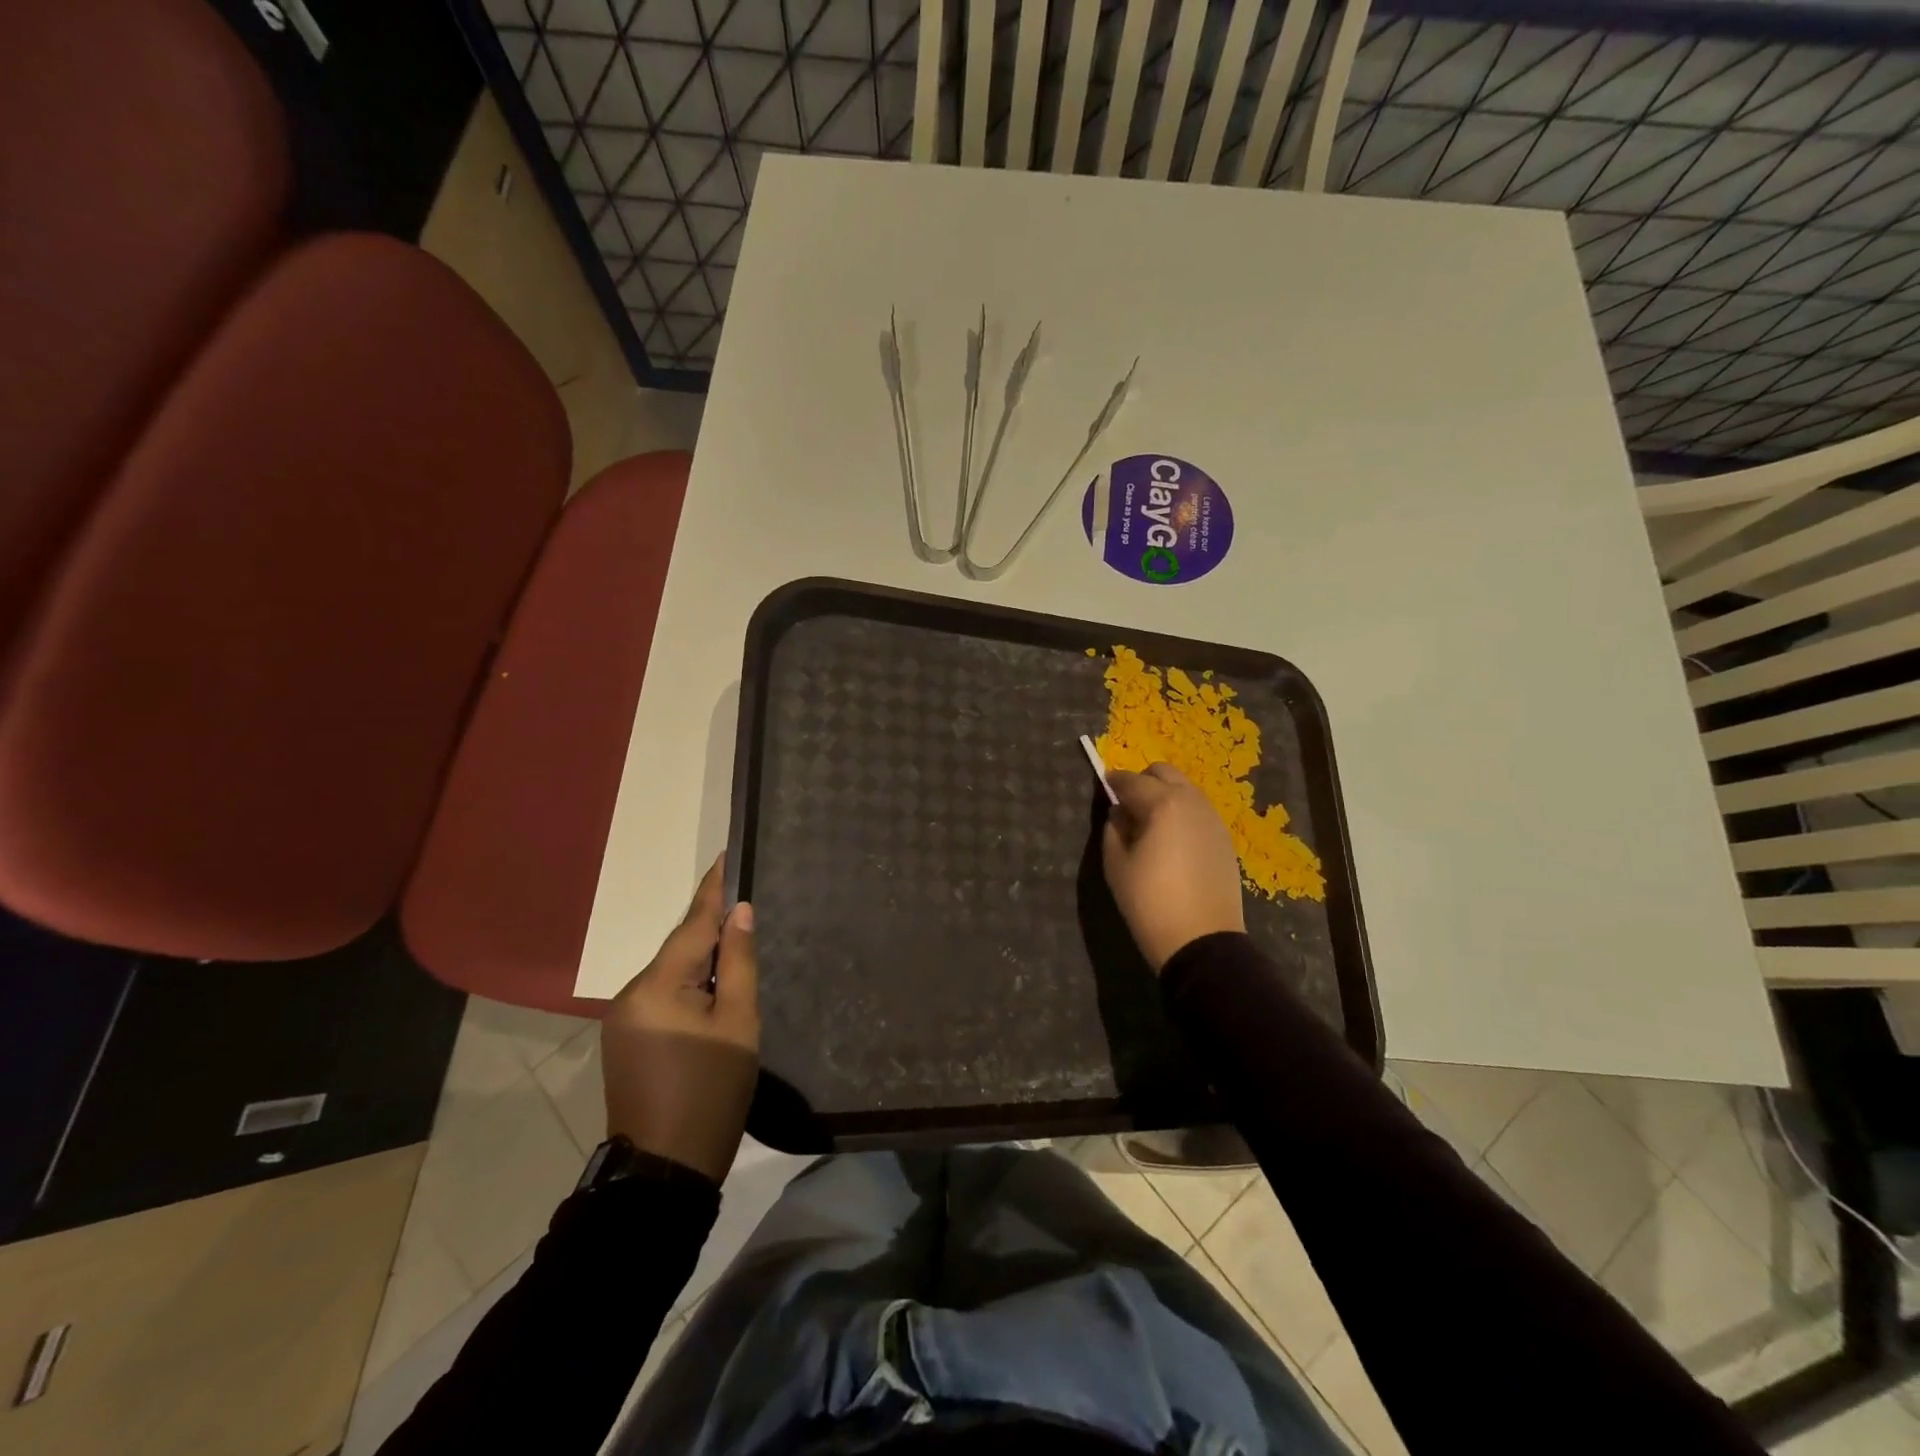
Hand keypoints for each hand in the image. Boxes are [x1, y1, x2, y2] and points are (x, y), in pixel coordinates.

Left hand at [600, 859, 759, 1182]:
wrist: (665, 1171)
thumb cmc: (711, 1092)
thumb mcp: (738, 1023)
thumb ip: (737, 962)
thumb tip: (739, 913)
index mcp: (657, 986)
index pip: (692, 924)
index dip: (713, 890)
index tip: (726, 856)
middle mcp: (631, 995)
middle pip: (680, 949)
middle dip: (712, 930)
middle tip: (748, 907)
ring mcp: (623, 1021)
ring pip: (671, 975)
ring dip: (701, 963)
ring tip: (737, 950)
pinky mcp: (625, 1042)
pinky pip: (662, 998)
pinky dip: (688, 988)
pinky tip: (712, 993)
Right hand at [1102, 762, 1245, 972]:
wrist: (1202, 941)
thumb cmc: (1150, 902)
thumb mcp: (1116, 864)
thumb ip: (1113, 829)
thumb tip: (1120, 812)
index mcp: (1162, 804)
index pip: (1131, 780)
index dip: (1113, 781)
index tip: (1104, 786)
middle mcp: (1191, 801)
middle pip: (1164, 773)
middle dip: (1143, 781)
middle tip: (1128, 805)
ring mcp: (1213, 819)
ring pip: (1185, 790)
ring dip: (1165, 796)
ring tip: (1150, 824)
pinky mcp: (1225, 838)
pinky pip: (1198, 811)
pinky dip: (1182, 813)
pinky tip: (1172, 840)